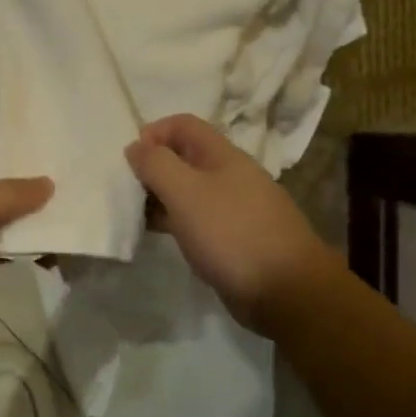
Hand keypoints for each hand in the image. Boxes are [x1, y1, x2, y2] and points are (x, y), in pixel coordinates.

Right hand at [124, 114, 331, 331]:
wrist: (287, 291)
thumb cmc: (232, 233)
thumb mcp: (185, 192)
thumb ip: (156, 165)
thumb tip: (135, 146)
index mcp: (223, 155)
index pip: (183, 125)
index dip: (153, 133)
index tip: (131, 160)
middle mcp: (230, 176)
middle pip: (184, 157)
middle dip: (153, 167)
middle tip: (128, 191)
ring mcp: (234, 208)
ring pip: (189, 190)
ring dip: (161, 197)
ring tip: (137, 216)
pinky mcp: (234, 238)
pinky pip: (198, 219)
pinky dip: (176, 221)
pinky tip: (162, 236)